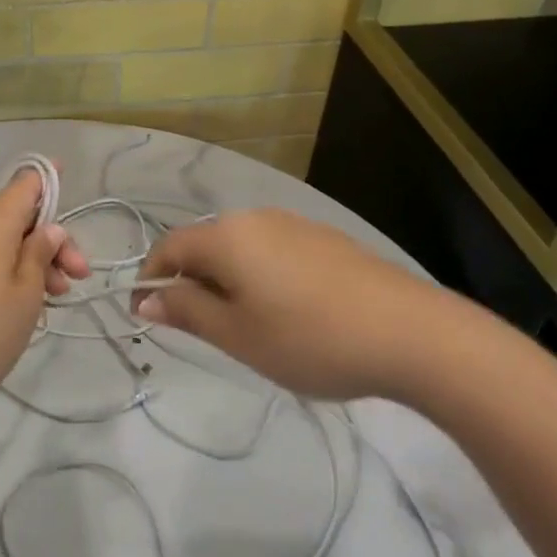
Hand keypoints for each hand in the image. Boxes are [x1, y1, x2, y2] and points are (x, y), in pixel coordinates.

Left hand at [0, 170, 88, 420]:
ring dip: (29, 261)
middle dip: (50, 243)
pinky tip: (17, 305)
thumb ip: (40, 254)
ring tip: (51, 300)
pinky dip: (3, 271)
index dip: (50, 180)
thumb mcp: (26, 295)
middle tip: (76, 279)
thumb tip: (49, 228)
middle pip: (17, 217)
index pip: (26, 183)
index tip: (70, 182)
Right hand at [133, 208, 461, 402]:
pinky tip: (288, 314)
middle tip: (202, 331)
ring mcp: (295, 225)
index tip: (148, 318)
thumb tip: (146, 300)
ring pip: (241, 249)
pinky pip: (273, 252)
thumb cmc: (309, 338)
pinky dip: (261, 277)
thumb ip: (187, 312)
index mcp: (227, 236)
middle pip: (205, 244)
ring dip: (228, 281)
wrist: (411, 332)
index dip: (151, 279)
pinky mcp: (326, 239)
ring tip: (247, 328)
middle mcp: (256, 218)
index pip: (168, 247)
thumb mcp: (237, 335)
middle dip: (192, 283)